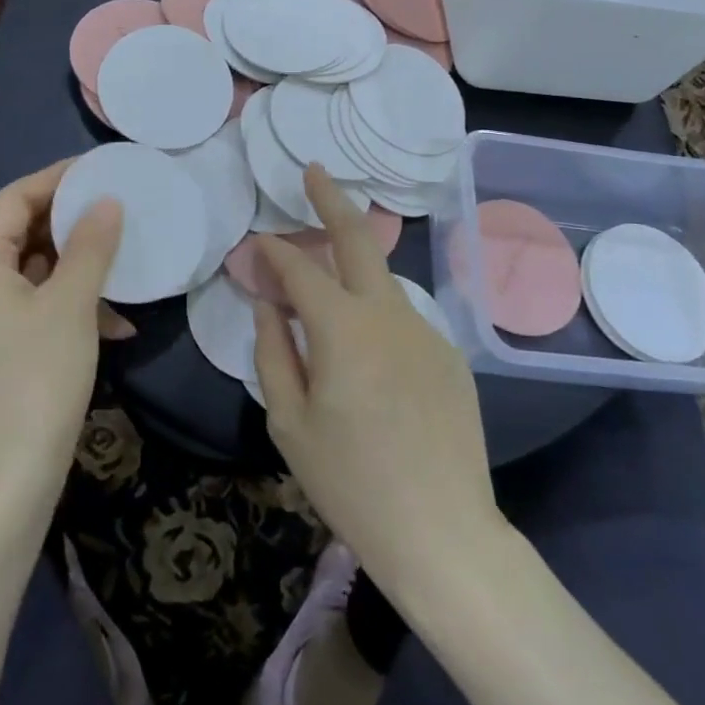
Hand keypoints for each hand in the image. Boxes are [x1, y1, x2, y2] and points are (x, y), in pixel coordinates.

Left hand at [0, 159, 123, 500]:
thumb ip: (90, 246)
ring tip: (121, 257)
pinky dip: (72, 304)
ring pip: (32, 271)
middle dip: (70, 221)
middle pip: (19, 232)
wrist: (8, 477)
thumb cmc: (37, 377)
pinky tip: (117, 322)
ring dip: (77, 265)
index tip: (100, 169)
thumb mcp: (71, 304)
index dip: (56, 179)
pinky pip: (36, 306)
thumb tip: (106, 201)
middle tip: (115, 207)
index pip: (12, 198)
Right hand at [254, 165, 500, 593]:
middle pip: (359, 237)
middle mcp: (389, 314)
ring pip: (382, 279)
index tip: (255, 246)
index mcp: (343, 329)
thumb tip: (267, 303)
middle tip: (313, 171)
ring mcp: (426, 330)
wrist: (444, 533)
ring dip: (352, 262)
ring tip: (326, 266)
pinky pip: (402, 317)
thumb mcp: (290, 422)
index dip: (273, 252)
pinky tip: (365, 348)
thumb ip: (272, 351)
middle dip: (331, 198)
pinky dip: (375, 312)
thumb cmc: (352, 483)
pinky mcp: (449, 354)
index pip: (300, 270)